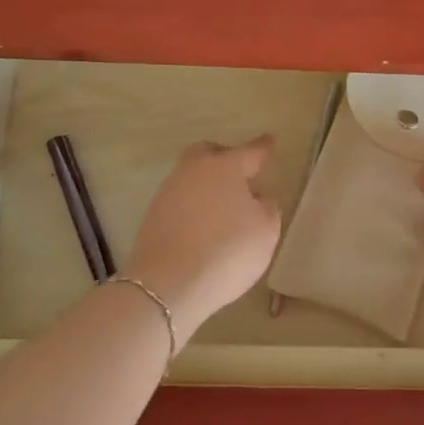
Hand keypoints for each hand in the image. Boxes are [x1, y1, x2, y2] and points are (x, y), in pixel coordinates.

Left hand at [126, 138, 281, 338]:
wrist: (168, 284)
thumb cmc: (227, 251)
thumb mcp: (266, 231)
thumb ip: (267, 207)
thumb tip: (256, 197)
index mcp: (225, 167)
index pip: (250, 151)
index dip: (263, 147)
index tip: (270, 141)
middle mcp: (194, 170)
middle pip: (210, 153)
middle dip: (225, 157)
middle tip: (240, 173)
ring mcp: (169, 191)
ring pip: (191, 176)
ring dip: (207, 184)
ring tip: (223, 206)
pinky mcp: (153, 215)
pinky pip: (180, 199)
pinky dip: (193, 205)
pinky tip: (203, 224)